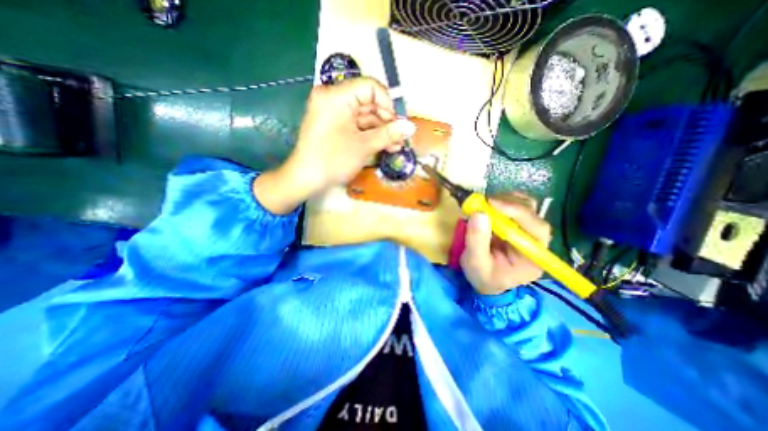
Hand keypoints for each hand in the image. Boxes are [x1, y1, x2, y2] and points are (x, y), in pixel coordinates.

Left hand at [255, 78, 417, 215]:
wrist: (306, 179)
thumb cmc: (333, 160)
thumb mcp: (364, 146)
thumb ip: (389, 134)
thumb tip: (411, 127)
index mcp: (336, 96)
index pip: (370, 87)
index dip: (388, 103)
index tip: (398, 122)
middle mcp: (333, 98)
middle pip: (368, 102)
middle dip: (387, 121)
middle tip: (401, 137)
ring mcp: (332, 112)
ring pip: (364, 116)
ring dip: (381, 130)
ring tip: (396, 145)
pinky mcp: (333, 125)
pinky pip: (355, 125)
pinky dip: (369, 134)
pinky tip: (384, 145)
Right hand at [462, 191, 552, 295]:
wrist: (485, 279)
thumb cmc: (483, 276)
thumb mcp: (475, 263)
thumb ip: (476, 240)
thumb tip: (479, 213)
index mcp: (533, 257)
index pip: (537, 229)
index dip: (517, 212)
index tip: (491, 204)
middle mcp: (535, 241)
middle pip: (533, 213)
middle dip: (508, 204)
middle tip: (483, 203)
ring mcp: (527, 230)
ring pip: (526, 205)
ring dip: (505, 200)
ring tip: (484, 206)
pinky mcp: (517, 224)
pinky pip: (515, 205)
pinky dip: (502, 201)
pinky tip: (489, 207)